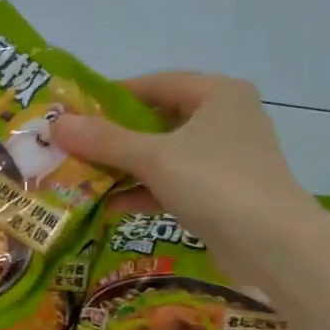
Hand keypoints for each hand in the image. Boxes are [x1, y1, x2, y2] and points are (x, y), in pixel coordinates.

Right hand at [55, 71, 314, 275]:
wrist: (274, 245)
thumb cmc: (216, 184)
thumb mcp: (154, 158)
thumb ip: (105, 141)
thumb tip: (55, 123)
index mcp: (217, 94)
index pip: (154, 83)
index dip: (111, 96)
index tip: (75, 112)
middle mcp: (224, 119)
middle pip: (156, 120)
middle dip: (113, 137)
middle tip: (72, 147)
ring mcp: (224, 158)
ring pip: (163, 155)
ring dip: (124, 167)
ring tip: (82, 177)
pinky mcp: (221, 193)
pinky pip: (173, 183)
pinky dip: (144, 192)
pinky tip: (109, 206)